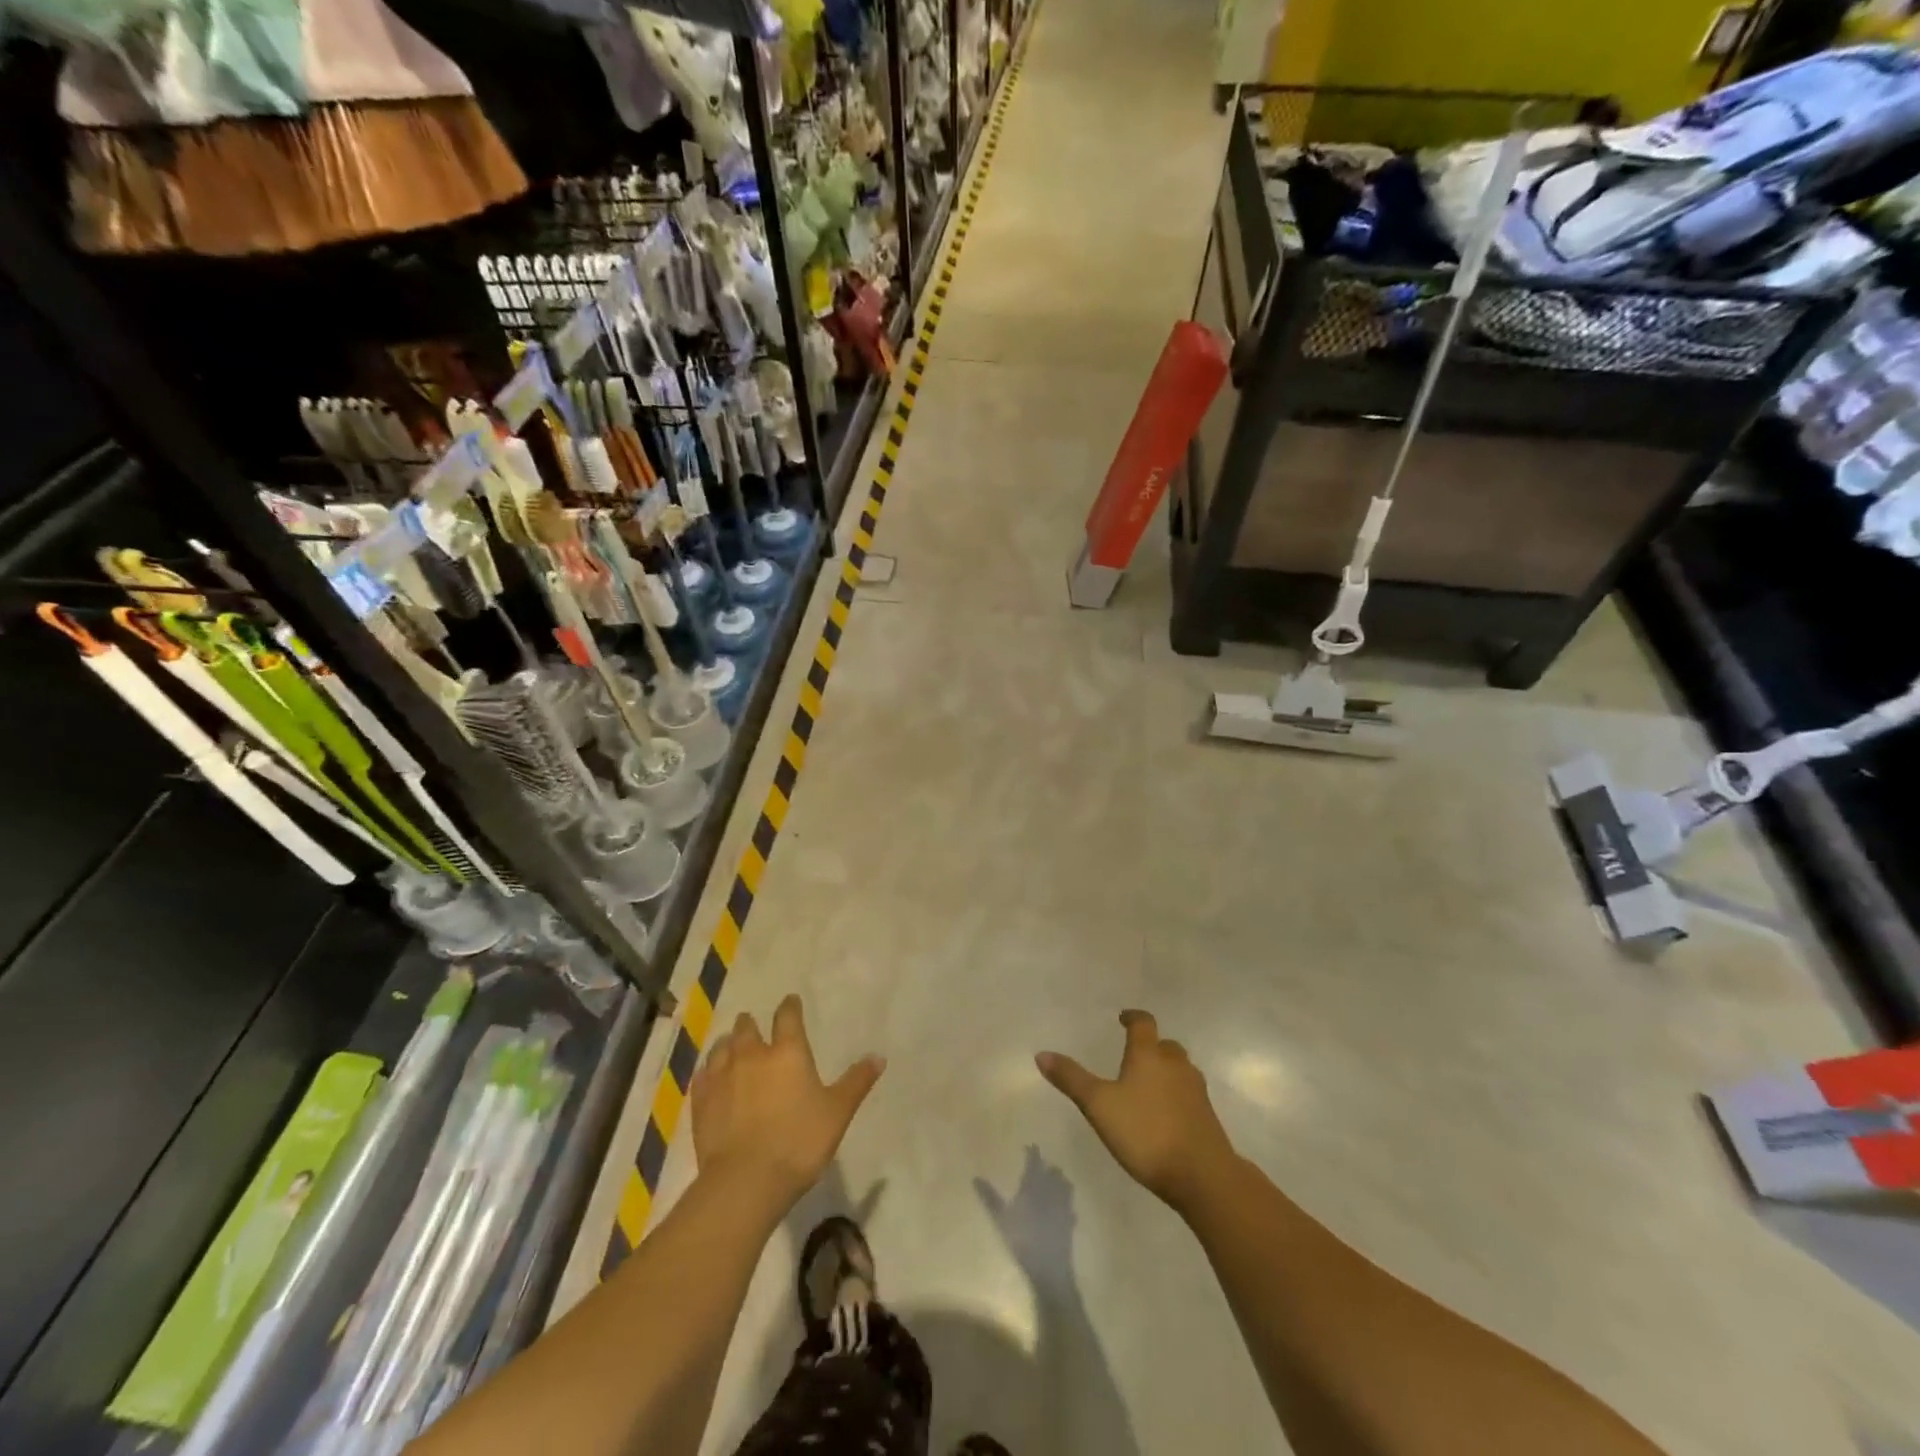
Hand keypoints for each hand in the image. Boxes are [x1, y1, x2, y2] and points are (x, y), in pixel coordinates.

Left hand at [691, 995, 884, 1211]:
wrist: (745, 1182)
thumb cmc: (798, 1142)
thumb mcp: (837, 1113)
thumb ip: (856, 1082)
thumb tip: (879, 1056)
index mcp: (787, 1051)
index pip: (788, 1016)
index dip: (790, 1006)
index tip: (791, 1002)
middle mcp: (752, 1055)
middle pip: (747, 1027)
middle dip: (752, 1024)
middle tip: (755, 1027)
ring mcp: (722, 1076)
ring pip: (722, 1047)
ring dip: (729, 1044)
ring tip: (732, 1048)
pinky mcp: (701, 1101)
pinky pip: (703, 1075)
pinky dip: (709, 1072)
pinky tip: (710, 1078)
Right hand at [1038, 1010, 1237, 1213]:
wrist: (1202, 1174)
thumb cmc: (1145, 1132)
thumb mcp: (1098, 1105)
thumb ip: (1071, 1079)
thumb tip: (1041, 1054)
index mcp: (1148, 1055)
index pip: (1143, 1023)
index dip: (1133, 1018)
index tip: (1123, 1019)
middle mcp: (1175, 1065)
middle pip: (1165, 1045)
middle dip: (1151, 1046)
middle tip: (1135, 1055)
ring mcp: (1195, 1090)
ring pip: (1180, 1069)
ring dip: (1166, 1070)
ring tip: (1149, 1084)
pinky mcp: (1207, 1116)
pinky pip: (1189, 1094)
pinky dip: (1177, 1095)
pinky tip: (1166, 1114)